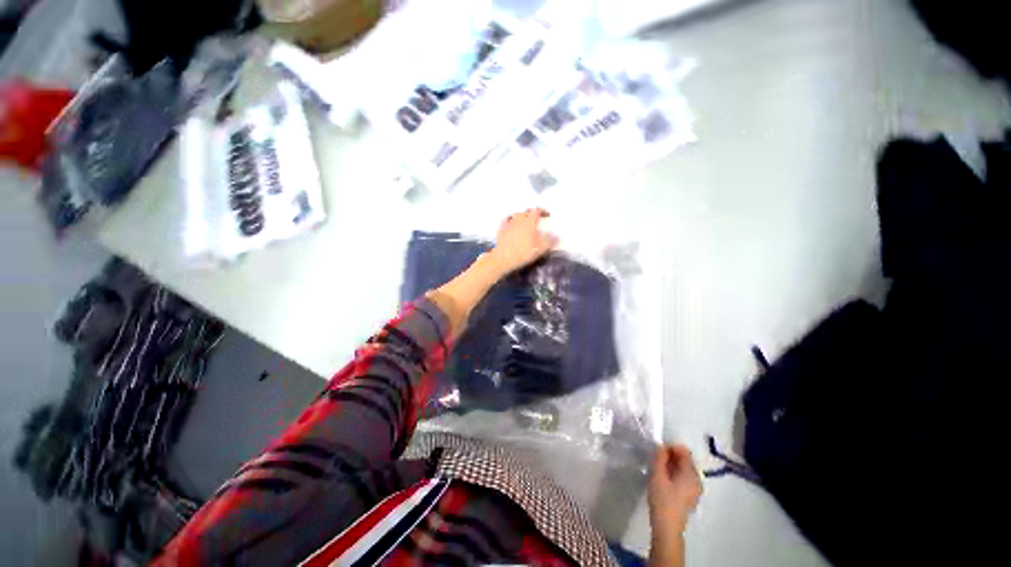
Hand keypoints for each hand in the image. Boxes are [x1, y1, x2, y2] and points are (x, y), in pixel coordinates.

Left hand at [487, 209, 557, 274]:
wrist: (503, 258)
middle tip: (537, 218)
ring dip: (522, 215)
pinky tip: (511, 222)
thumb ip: (550, 241)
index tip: (547, 215)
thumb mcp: (540, 248)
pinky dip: (511, 219)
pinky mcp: (501, 229)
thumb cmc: (524, 252)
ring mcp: (509, 223)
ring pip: (516, 215)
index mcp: (530, 221)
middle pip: (526, 211)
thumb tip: (558, 236)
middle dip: (532, 213)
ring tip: (525, 220)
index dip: (543, 211)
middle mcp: (519, 219)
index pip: (537, 211)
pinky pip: (506, 220)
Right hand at [648, 445, 702, 533]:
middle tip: (655, 459)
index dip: (670, 447)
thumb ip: (660, 458)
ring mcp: (694, 490)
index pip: (683, 451)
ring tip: (657, 469)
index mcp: (691, 474)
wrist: (667, 528)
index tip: (657, 450)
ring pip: (683, 470)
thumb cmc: (663, 499)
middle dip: (670, 456)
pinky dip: (673, 475)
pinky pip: (683, 479)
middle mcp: (697, 480)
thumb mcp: (658, 475)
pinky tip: (663, 480)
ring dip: (671, 465)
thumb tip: (661, 446)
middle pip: (685, 460)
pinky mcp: (689, 497)